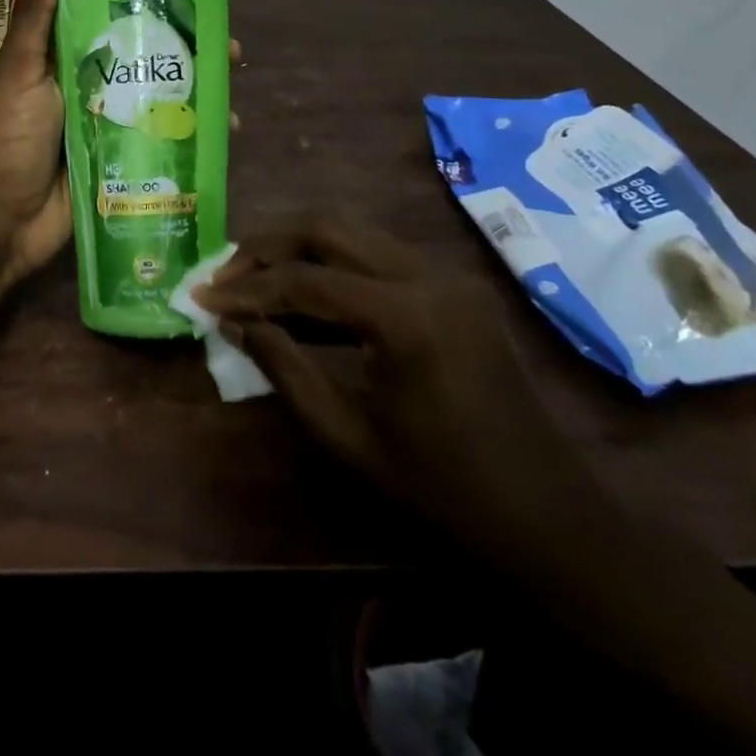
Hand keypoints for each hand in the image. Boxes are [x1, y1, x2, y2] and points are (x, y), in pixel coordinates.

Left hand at [0, 0, 246, 282]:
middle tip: (229, 50)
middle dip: (186, 53)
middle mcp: (89, 85)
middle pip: (144, 59)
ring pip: (156, 99)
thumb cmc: (5, 141)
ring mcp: (106, 124)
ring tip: (232, 94)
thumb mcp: (19, 74)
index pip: (110, 18)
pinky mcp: (119, 161)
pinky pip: (157, 141)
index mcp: (63, 57)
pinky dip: (188, 136)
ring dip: (194, 94)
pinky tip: (223, 135)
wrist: (0, 223)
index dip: (148, 4)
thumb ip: (35, 20)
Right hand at [193, 219, 582, 541]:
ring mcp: (448, 277)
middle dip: (268, 246)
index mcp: (406, 317)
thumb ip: (284, 369)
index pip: (305, 282)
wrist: (553, 526)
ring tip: (254, 279)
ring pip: (354, 233)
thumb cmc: (445, 495)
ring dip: (299, 250)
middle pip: (328, 229)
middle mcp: (429, 277)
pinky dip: (335, 267)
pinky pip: (379, 257)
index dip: (247, 288)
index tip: (201, 297)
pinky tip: (305, 297)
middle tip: (225, 274)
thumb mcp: (348, 439)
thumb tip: (234, 322)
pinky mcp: (456, 288)